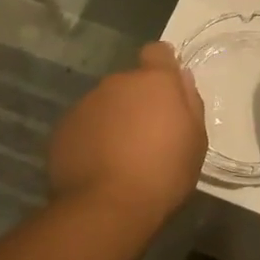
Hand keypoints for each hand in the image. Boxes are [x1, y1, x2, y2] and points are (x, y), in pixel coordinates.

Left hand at [49, 43, 205, 223]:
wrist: (108, 207)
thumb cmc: (164, 174)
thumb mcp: (196, 141)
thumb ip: (190, 103)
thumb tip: (181, 79)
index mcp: (154, 82)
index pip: (158, 52)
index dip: (163, 67)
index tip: (168, 92)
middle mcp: (116, 83)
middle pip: (130, 83)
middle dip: (138, 101)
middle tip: (148, 137)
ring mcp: (85, 104)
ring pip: (105, 104)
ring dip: (114, 120)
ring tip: (121, 156)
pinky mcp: (63, 128)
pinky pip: (85, 125)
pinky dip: (92, 138)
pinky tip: (99, 167)